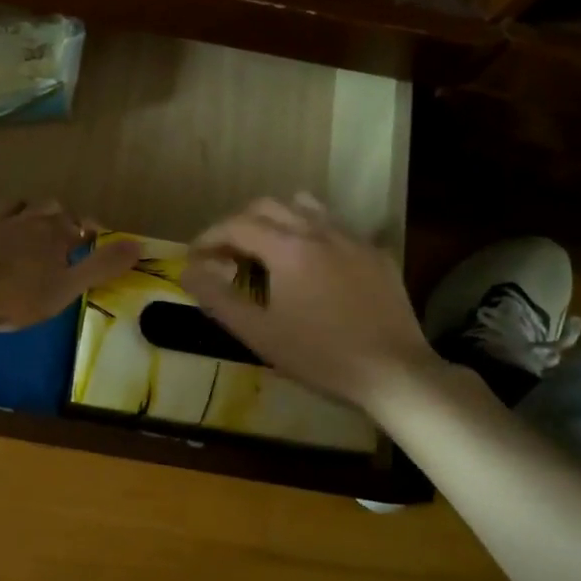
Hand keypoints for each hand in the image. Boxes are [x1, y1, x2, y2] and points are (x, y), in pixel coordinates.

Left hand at [0, 200, 141, 330]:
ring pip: (14, 203)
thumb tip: (139, 244)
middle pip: (49, 208)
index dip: (88, 233)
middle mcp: (26, 217)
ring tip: (27, 222)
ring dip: (24, 209)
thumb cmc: (17, 295)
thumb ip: (102, 266)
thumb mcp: (67, 288)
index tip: (92, 242)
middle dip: (58, 217)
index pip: (80, 225)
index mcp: (54, 232)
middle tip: (60, 235)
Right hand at [181, 194, 439, 412]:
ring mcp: (352, 239)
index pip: (236, 225)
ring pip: (306, 208)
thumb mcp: (259, 333)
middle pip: (268, 206)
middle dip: (239, 224)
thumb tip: (187, 271)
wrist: (394, 373)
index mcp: (288, 247)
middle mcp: (319, 231)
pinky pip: (336, 229)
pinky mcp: (376, 255)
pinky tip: (313, 267)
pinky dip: (312, 236)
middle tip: (226, 253)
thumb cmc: (319, 355)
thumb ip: (218, 298)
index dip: (209, 237)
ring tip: (267, 249)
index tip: (195, 257)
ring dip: (277, 220)